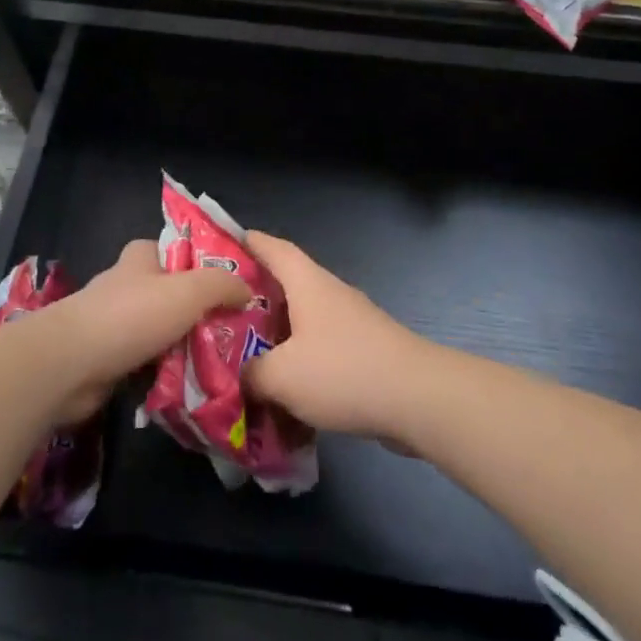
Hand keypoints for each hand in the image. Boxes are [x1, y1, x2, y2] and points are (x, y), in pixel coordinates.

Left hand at [40, 239, 250, 422]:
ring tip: (214, 363)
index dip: (192, 262)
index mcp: (139, 260)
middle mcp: (123, 287)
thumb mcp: (189, 291)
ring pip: (153, 330)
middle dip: (190, 310)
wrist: (69, 365)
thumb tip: (247, 289)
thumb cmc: (131, 316)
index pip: (166, 249)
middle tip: (226, 331)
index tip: (221, 284)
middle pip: (163, 293)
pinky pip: (140, 363)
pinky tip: (183, 387)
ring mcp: (109, 325)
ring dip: (176, 346)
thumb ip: (222, 285)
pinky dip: (158, 373)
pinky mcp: (102, 360)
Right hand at [241, 231, 433, 442]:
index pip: (274, 248)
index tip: (224, 242)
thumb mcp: (281, 376)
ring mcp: (351, 322)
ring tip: (246, 352)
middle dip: (255, 295)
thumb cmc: (343, 371)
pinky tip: (285, 387)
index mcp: (307, 283)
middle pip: (286, 284)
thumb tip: (239, 377)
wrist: (418, 399)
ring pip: (303, 319)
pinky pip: (321, 347)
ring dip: (277, 333)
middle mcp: (329, 294)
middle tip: (222, 310)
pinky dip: (300, 359)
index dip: (250, 242)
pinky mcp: (364, 351)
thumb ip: (251, 373)